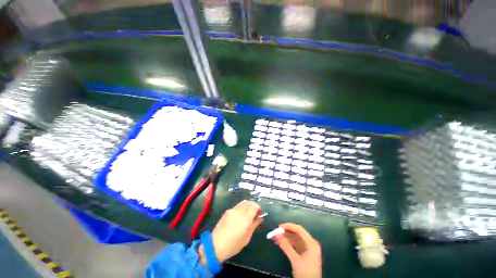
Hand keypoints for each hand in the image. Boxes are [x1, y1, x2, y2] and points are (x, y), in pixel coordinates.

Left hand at [200, 200, 262, 263]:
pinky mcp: (228, 211)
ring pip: (243, 202)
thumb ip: (254, 225)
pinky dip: (242, 207)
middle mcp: (239, 211)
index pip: (254, 206)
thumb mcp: (247, 237)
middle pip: (249, 202)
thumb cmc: (233, 244)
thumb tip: (260, 218)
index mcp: (245, 218)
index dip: (258, 208)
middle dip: (253, 206)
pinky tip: (240, 216)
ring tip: (247, 214)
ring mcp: (232, 210)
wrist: (215, 245)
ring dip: (247, 206)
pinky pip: (237, 206)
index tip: (259, 214)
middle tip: (254, 214)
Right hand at [273, 223, 321, 277]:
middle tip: (275, 232)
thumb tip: (277, 234)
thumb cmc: (305, 273)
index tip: (278, 227)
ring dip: (286, 238)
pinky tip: (281, 243)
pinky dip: (288, 243)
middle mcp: (311, 243)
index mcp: (312, 243)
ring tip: (276, 238)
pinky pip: (295, 244)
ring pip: (295, 238)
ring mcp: (308, 248)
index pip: (299, 229)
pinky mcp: (305, 253)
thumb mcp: (295, 260)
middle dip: (286, 232)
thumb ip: (286, 246)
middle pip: (297, 233)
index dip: (288, 226)